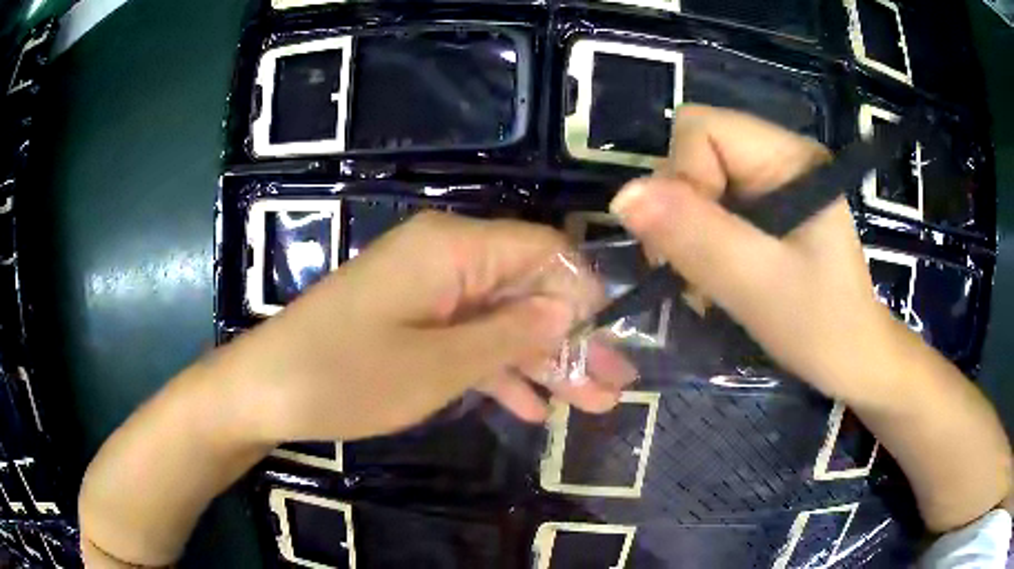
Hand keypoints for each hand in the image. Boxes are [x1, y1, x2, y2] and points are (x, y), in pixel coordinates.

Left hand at [217, 211, 636, 443]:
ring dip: (544, 363)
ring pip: (503, 320)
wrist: (266, 391)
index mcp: (453, 248)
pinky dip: (500, 371)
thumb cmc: (345, 377)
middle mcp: (445, 257)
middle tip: (615, 387)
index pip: (543, 251)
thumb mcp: (438, 365)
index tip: (614, 342)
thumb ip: (511, 334)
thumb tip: (571, 307)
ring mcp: (427, 291)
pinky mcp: (412, 320)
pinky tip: (532, 408)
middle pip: (528, 290)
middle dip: (574, 340)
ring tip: (592, 405)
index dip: (584, 294)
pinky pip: (469, 339)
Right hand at [610, 105, 895, 401]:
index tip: (695, 242)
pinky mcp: (763, 208)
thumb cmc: (821, 327)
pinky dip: (696, 243)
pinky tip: (714, 276)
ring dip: (685, 233)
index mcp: (789, 156)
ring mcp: (770, 181)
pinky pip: (706, 207)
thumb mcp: (759, 285)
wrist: (851, 359)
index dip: (684, 179)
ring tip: (707, 281)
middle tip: (694, 270)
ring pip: (694, 181)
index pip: (702, 129)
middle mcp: (777, 155)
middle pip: (693, 152)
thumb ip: (697, 237)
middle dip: (680, 211)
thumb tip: (623, 196)